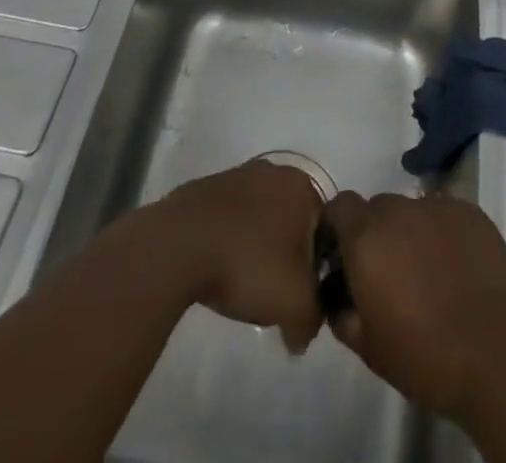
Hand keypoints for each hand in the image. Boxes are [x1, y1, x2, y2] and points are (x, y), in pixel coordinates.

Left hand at [155, 160, 325, 352]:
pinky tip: (218, 268)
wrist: (179, 244)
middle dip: (288, 257)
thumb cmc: (248, 264)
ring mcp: (238, 175)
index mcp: (302, 188)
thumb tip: (302, 333)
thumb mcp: (296, 304)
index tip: (301, 297)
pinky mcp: (207, 187)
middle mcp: (275, 172)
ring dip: (258, 248)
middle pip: (292, 223)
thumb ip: (313, 319)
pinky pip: (230, 218)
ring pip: (260, 218)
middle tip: (274, 293)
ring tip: (242, 284)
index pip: (325, 231)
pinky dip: (230, 240)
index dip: (317, 269)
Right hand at [321, 191, 505, 419]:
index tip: (345, 256)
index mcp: (366, 238)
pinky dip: (443, 234)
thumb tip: (338, 296)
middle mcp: (398, 210)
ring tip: (429, 273)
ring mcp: (437, 206)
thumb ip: (343, 313)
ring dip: (411, 233)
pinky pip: (445, 215)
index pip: (340, 206)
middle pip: (377, 207)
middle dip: (377, 233)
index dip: (339, 227)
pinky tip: (457, 268)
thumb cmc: (425, 357)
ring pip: (413, 210)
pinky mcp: (471, 212)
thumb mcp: (368, 348)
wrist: (497, 355)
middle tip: (390, 273)